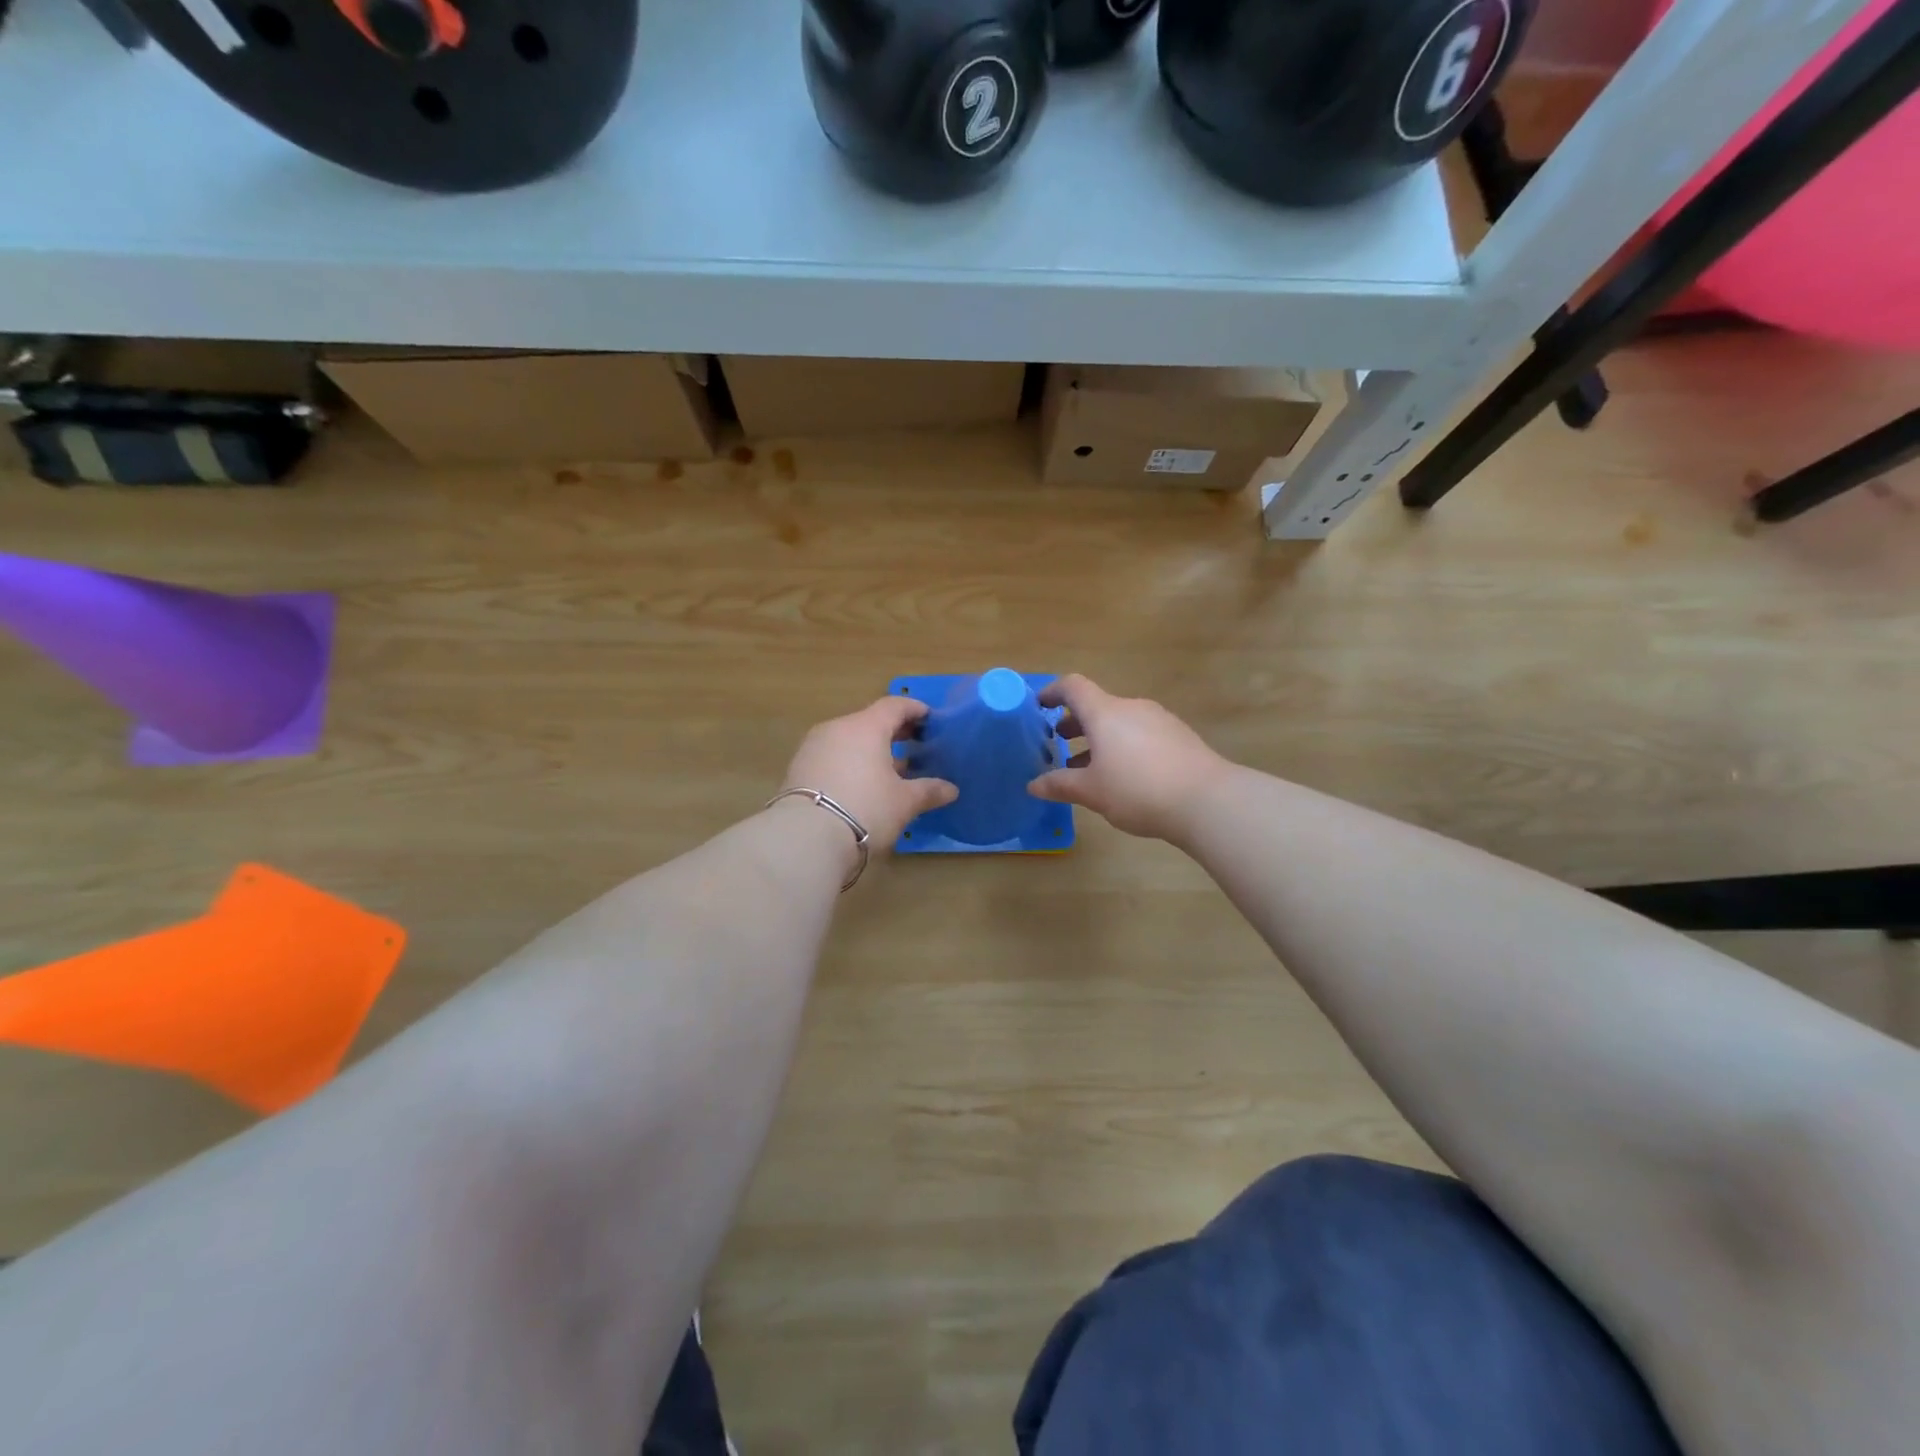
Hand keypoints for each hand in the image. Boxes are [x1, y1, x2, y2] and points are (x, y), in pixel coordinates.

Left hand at [780, 696, 958, 849]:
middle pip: (870, 721)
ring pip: (849, 739)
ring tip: (890, 768)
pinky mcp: (799, 768)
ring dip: (870, 748)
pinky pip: (832, 755)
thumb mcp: (904, 802)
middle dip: (893, 731)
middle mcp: (837, 728)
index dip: (915, 710)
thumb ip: (928, 791)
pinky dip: (851, 761)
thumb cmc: (866, 809)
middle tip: (914, 743)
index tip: (929, 719)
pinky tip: (862, 783)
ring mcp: (813, 747)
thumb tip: (951, 789)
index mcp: (866, 727)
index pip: (894, 706)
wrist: (805, 838)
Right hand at [1028, 674, 1231, 842]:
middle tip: (1059, 744)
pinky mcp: (1179, 736)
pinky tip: (1125, 776)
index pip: (1073, 687)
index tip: (1039, 707)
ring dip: (1100, 738)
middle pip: (1097, 706)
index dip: (1052, 692)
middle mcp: (1132, 708)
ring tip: (1089, 767)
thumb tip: (1033, 785)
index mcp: (1105, 713)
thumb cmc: (1138, 790)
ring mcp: (1159, 720)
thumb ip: (1060, 785)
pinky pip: (1141, 734)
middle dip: (1075, 723)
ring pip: (1120, 722)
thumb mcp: (1092, 792)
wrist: (1207, 800)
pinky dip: (1124, 746)